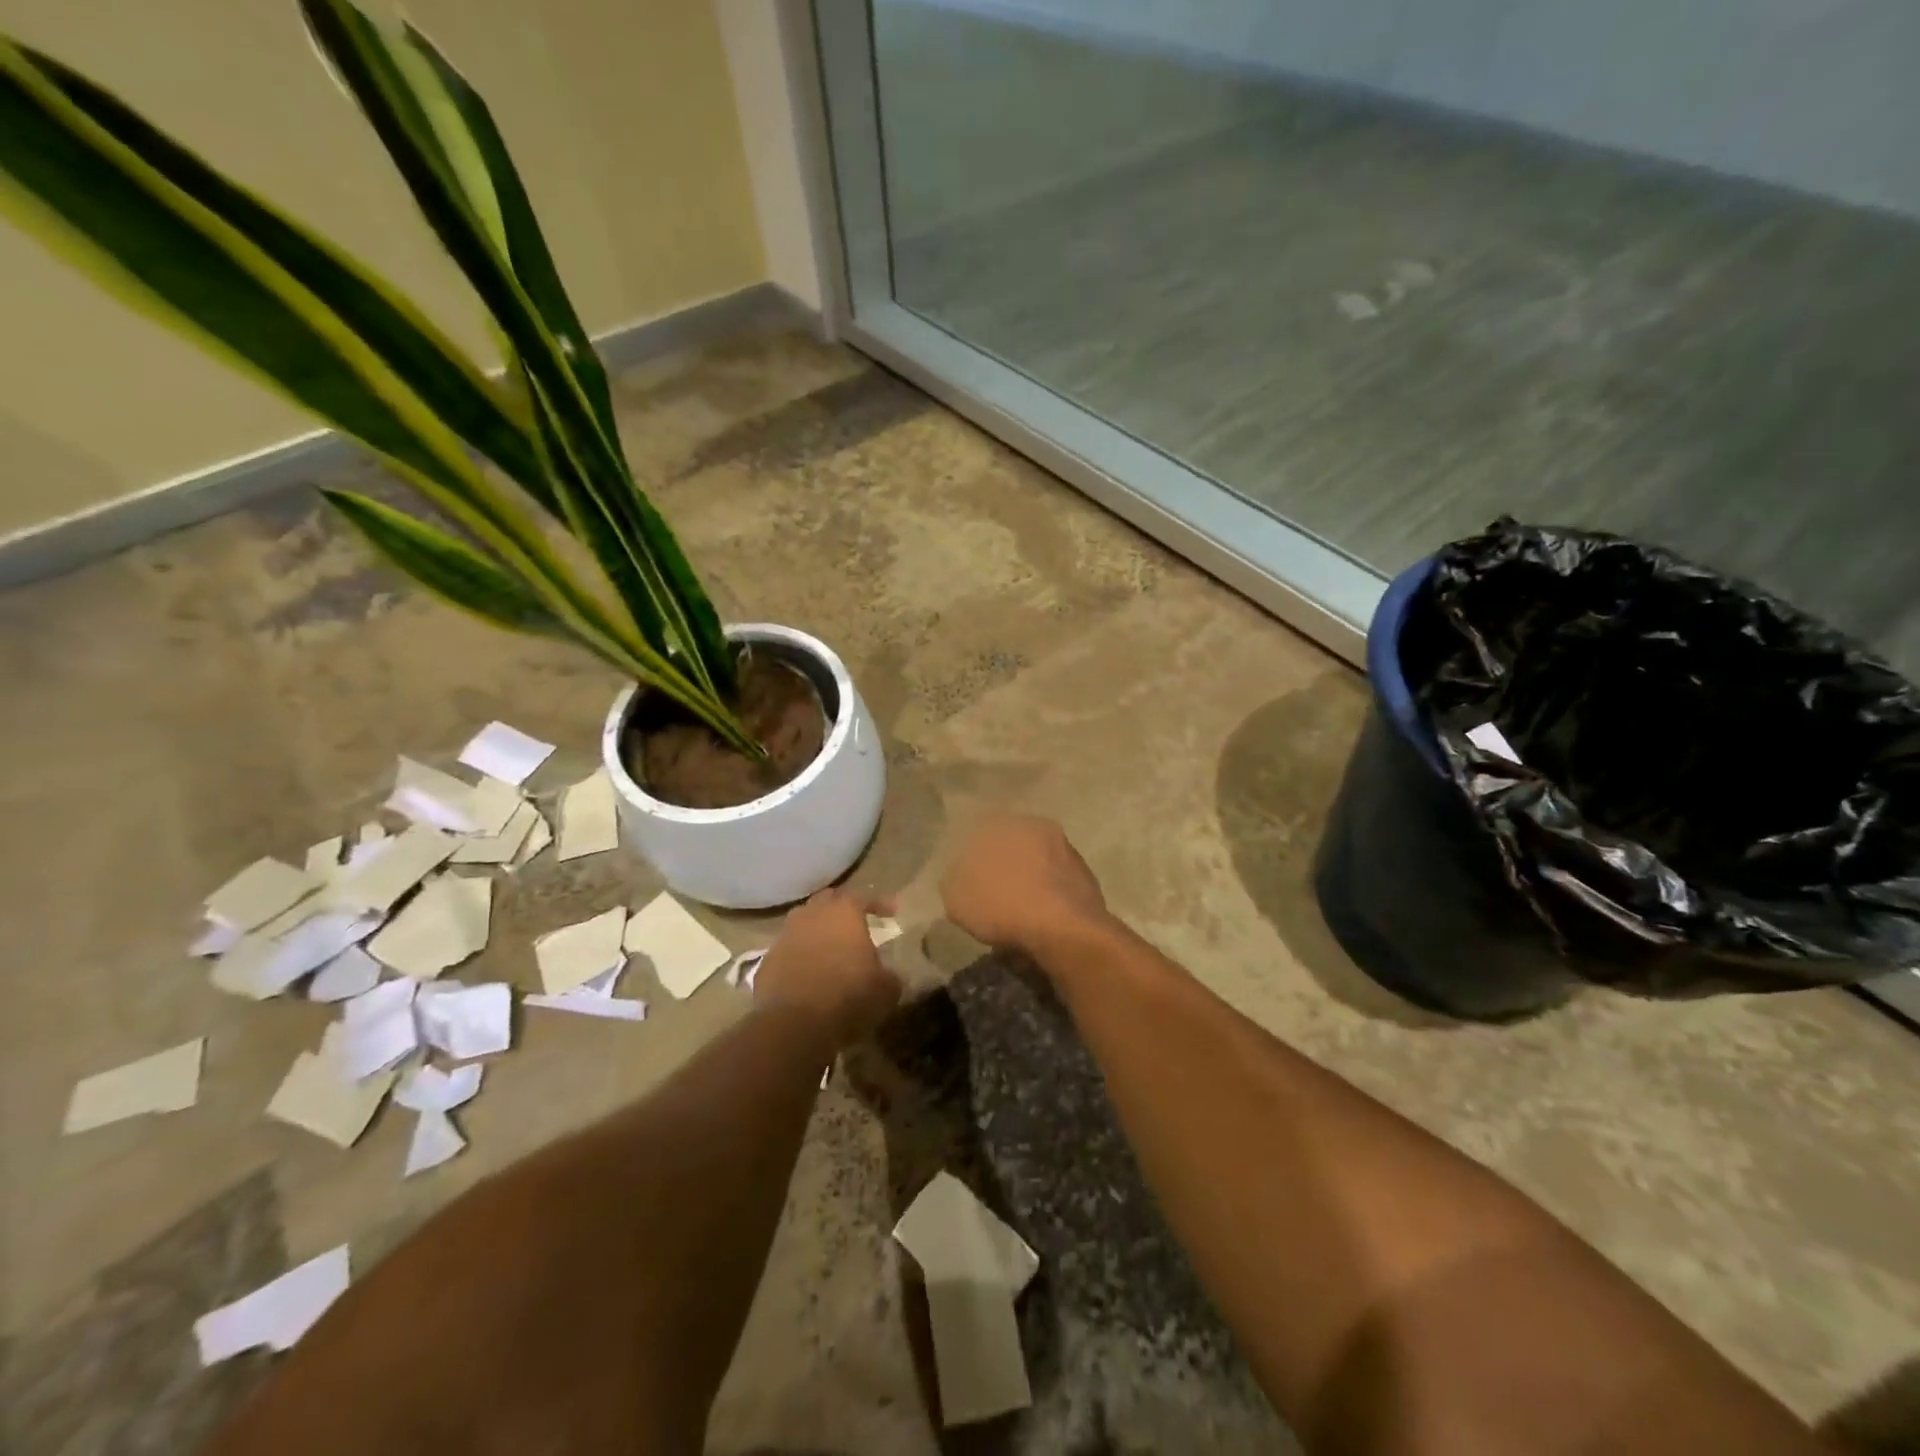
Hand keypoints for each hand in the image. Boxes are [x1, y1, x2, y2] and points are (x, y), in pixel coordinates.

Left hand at [754, 888, 900, 1047]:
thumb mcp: (886, 989)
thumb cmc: (849, 998)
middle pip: (827, 901)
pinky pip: (788, 951)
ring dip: (817, 931)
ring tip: (830, 947)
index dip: (878, 903)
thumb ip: (889, 974)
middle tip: (855, 923)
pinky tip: (807, 973)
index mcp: (843, 912)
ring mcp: (784, 937)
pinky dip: (799, 956)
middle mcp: (811, 915)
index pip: (863, 897)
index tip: (891, 913)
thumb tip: (887, 975)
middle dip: (842, 908)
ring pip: (803, 923)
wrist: (795, 1026)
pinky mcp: (766, 962)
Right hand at [941, 814, 1109, 956]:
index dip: (974, 860)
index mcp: (1001, 822)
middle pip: (1013, 844)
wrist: (1061, 927)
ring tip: (1020, 910)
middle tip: (995, 895)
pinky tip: (1043, 917)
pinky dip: (1050, 895)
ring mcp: (1065, 847)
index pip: (981, 833)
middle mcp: (1035, 825)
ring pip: (1039, 861)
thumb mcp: (956, 897)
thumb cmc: (1001, 905)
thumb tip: (960, 876)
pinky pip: (1058, 882)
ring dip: (1031, 878)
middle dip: (1005, 865)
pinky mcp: (1086, 873)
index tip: (971, 883)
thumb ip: (955, 879)